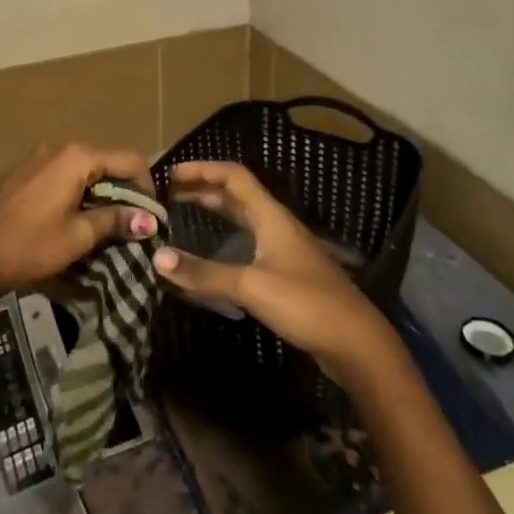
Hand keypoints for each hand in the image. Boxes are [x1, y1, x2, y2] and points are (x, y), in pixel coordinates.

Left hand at [0, 143, 158, 302]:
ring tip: (102, 223)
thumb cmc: (30, 244)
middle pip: (105, 160)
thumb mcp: (78, 236)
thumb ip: (115, 221)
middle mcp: (59, 147)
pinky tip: (70, 216)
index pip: (129, 160)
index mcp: (77, 157)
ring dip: (98, 190)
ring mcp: (37, 156)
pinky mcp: (22, 170)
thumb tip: (150, 220)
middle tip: (128, 222)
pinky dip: (75, 189)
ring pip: (82, 167)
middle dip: (122, 189)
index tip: (148, 216)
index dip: (146, 186)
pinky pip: (61, 172)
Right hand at [154, 161, 395, 382]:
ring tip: (181, 213)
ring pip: (242, 219)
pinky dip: (223, 240)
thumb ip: (204, 274)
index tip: (171, 174)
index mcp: (271, 216)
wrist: (356, 344)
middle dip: (202, 189)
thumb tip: (157, 258)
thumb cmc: (306, 304)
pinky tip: (209, 255)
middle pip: (236, 195)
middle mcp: (276, 225)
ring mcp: (283, 249)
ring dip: (212, 211)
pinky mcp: (285, 274)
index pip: (234, 176)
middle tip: (168, 193)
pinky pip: (247, 244)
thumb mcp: (251, 287)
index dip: (202, 169)